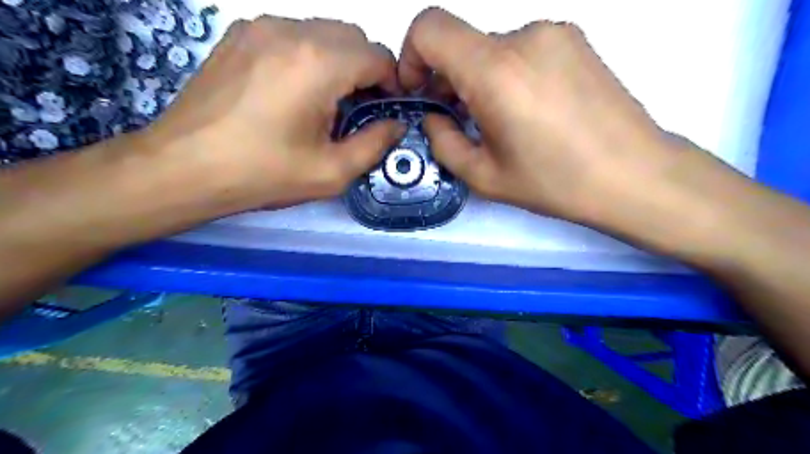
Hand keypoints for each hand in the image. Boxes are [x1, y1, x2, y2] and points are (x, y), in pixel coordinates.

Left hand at [144, 18, 400, 211]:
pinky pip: (292, 34)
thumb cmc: (263, 174)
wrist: (183, 168)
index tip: (386, 110)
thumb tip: (396, 125)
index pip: (378, 56)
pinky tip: (294, 91)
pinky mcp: (238, 35)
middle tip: (359, 108)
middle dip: (367, 70)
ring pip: (323, 32)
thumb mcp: (331, 172)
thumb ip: (375, 144)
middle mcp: (291, 31)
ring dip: (339, 62)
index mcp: (319, 63)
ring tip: (326, 102)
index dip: (392, 83)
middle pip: (353, 37)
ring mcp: (259, 27)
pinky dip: (308, 56)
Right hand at [397, 8, 695, 226]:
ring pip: (492, 48)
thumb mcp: (484, 176)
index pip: (429, 27)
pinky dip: (509, 73)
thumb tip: (434, 116)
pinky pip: (522, 49)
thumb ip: (443, 141)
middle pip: (462, 42)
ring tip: (500, 120)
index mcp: (495, 71)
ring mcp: (555, 33)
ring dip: (480, 78)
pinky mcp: (576, 40)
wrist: (635, 175)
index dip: (411, 55)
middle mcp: (524, 37)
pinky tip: (529, 109)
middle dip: (448, 78)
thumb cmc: (555, 182)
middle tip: (460, 119)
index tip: (420, 90)